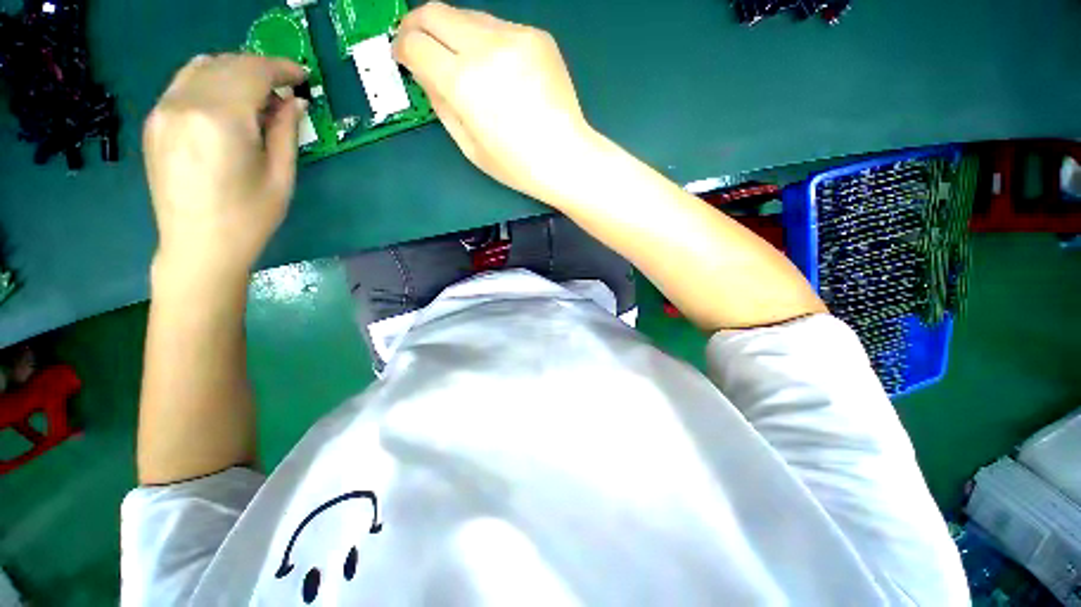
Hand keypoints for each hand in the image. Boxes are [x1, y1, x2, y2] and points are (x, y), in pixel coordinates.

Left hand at [143, 54, 307, 279]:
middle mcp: (186, 103)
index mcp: (221, 119)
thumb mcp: (281, 177)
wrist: (198, 246)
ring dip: (235, 71)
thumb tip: (295, 102)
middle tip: (285, 88)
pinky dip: (211, 80)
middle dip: (261, 69)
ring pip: (203, 67)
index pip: (254, 72)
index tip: (303, 75)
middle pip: (228, 64)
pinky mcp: (155, 121)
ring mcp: (164, 110)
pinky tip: (227, 101)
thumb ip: (286, 132)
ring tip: (257, 93)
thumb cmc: (249, 218)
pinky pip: (184, 83)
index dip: (282, 69)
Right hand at [394, 3, 595, 203]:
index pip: (415, 43)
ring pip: (467, 16)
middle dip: (417, 25)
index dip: (401, 48)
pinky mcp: (537, 36)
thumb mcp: (469, 146)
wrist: (566, 157)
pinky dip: (487, 41)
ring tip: (461, 60)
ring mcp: (515, 36)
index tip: (403, 58)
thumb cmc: (517, 164)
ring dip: (454, 33)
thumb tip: (425, 73)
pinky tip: (498, 68)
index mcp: (463, 82)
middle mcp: (485, 48)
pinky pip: (499, 27)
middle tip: (417, 43)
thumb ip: (441, 104)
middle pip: (435, 12)